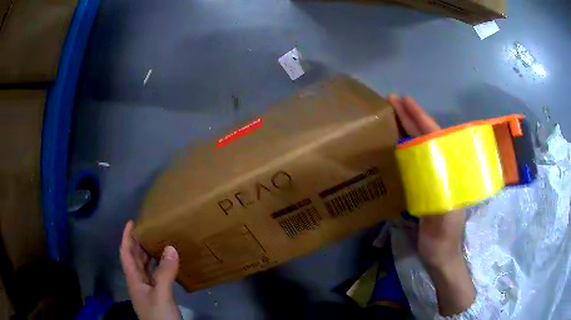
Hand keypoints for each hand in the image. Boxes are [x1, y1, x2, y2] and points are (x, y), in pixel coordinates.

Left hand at [120, 221, 180, 319]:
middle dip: (138, 243)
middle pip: (134, 259)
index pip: (125, 254)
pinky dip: (159, 267)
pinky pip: (156, 277)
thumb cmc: (159, 316)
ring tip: (158, 242)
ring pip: (145, 268)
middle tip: (149, 229)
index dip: (126, 237)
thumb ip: (165, 273)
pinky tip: (168, 264)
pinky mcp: (158, 297)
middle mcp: (139, 283)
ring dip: (149, 255)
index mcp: (134, 280)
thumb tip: (170, 247)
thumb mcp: (162, 295)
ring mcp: (148, 291)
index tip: (131, 222)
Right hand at [388, 94, 474, 315]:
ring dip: (408, 128)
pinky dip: (406, 146)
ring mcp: (434, 176)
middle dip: (411, 116)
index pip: (435, 139)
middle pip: (427, 136)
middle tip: (393, 100)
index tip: (405, 101)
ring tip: (393, 113)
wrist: (441, 255)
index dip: (420, 119)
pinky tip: (396, 140)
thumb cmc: (443, 240)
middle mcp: (443, 169)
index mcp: (451, 173)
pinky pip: (416, 160)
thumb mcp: (444, 220)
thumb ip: (441, 198)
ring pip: (421, 145)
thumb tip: (432, 171)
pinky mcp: (426, 185)